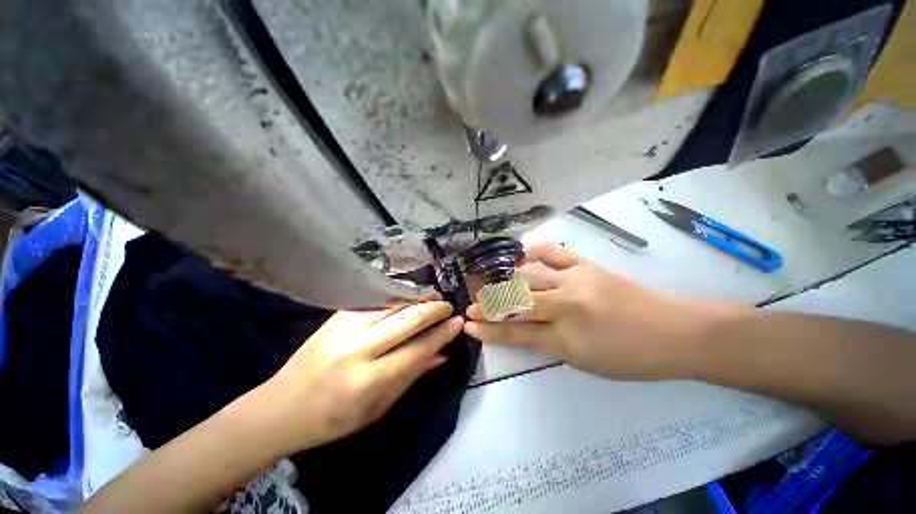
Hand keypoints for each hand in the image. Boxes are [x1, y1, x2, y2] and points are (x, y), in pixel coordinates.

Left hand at [262, 299, 463, 452]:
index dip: (442, 333)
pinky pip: (377, 301)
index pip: (418, 348)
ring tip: (434, 296)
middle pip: (408, 318)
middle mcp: (357, 348)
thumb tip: (442, 353)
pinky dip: (398, 297)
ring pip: (393, 303)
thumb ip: (412, 376)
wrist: (280, 406)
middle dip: (434, 309)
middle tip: (448, 306)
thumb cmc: (333, 417)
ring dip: (418, 297)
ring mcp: (344, 326)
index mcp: (368, 380)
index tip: (458, 322)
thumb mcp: (378, 408)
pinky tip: (410, 297)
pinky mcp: (337, 314)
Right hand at [464, 245, 699, 380]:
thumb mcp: (583, 362)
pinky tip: (520, 255)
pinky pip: (554, 252)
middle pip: (517, 302)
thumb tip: (519, 330)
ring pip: (529, 277)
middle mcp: (567, 305)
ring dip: (504, 282)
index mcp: (567, 338)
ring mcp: (576, 280)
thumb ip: (547, 343)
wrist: (675, 331)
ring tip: (489, 284)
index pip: (517, 333)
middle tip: (473, 304)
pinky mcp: (586, 264)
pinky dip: (533, 252)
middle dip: (490, 304)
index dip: (489, 331)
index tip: (470, 325)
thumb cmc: (631, 357)